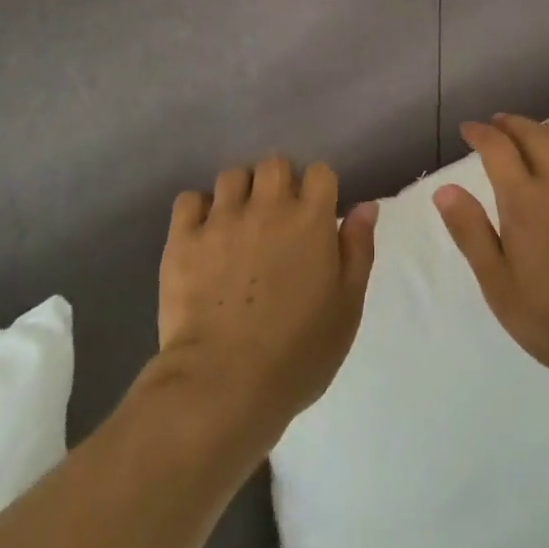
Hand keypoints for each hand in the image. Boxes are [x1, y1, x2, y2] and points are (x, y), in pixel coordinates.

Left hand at [156, 156, 377, 450]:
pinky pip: (189, 200)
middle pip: (274, 164)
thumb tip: (365, 205)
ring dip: (240, 193)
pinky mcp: (183, 239)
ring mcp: (221, 219)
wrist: (224, 384)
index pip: (320, 172)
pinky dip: (197, 211)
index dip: (319, 189)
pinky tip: (203, 235)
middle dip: (278, 182)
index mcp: (311, 219)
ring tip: (238, 223)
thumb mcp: (347, 307)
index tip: (315, 214)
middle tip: (276, 217)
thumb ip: (358, 249)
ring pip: (231, 176)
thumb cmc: (298, 353)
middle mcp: (267, 207)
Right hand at [434, 114, 548, 392]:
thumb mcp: (497, 284)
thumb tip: (445, 188)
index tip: (469, 129)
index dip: (481, 133)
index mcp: (524, 201)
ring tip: (535, 131)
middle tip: (498, 124)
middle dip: (512, 124)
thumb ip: (470, 232)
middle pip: (535, 136)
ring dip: (547, 130)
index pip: (498, 149)